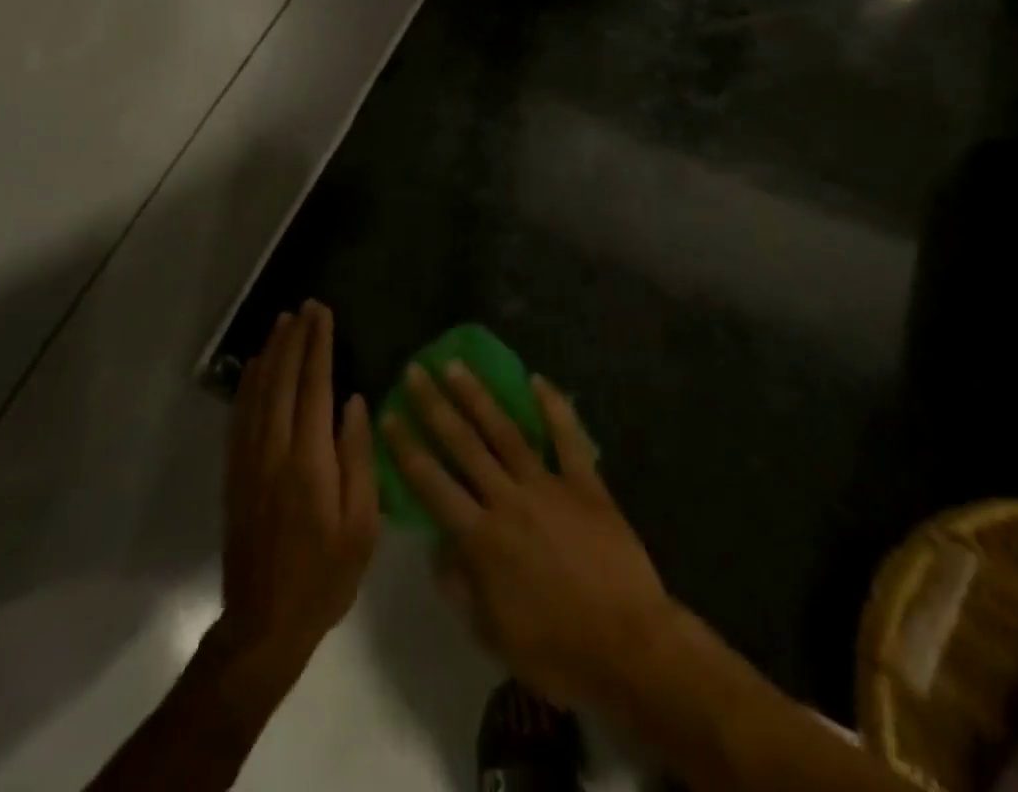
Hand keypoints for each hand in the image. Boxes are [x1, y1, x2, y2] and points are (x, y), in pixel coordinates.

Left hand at [220, 301, 378, 676]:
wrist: (265, 623)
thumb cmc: (326, 574)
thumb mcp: (362, 523)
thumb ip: (358, 457)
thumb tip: (355, 402)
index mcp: (309, 460)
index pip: (314, 386)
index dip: (318, 345)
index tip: (323, 313)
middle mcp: (274, 450)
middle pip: (283, 380)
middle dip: (295, 339)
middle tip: (305, 307)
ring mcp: (249, 460)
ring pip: (258, 392)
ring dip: (271, 353)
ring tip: (281, 323)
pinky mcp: (235, 473)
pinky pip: (240, 415)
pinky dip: (249, 383)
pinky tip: (257, 367)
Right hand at [381, 362, 675, 706]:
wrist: (629, 649)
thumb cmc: (557, 651)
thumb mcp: (492, 636)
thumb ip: (459, 587)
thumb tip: (436, 547)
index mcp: (481, 539)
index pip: (432, 484)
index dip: (406, 448)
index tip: (388, 415)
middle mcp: (508, 500)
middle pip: (464, 444)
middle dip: (435, 405)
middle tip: (416, 371)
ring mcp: (549, 486)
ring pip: (505, 431)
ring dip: (478, 396)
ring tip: (456, 366)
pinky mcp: (586, 483)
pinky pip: (567, 437)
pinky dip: (554, 407)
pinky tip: (537, 379)